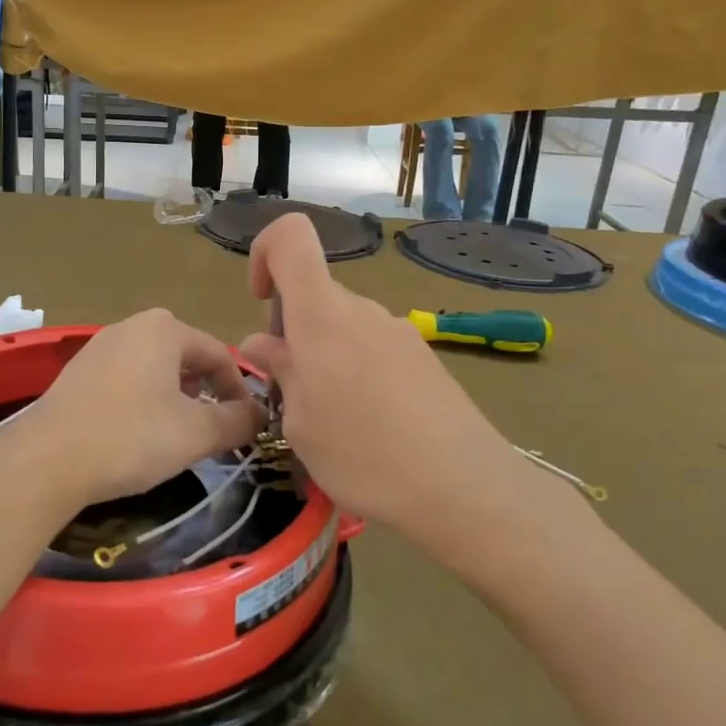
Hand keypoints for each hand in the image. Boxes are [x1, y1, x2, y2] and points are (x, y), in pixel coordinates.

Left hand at [22, 310, 263, 513]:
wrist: (47, 460)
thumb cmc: (131, 438)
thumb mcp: (196, 433)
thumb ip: (237, 420)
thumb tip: (261, 415)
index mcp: (164, 328)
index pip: (219, 353)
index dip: (239, 390)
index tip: (247, 424)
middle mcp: (131, 326)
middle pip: (185, 357)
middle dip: (206, 392)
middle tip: (214, 430)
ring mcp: (99, 346)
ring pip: (154, 368)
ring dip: (175, 397)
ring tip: (178, 434)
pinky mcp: (77, 372)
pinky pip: (126, 379)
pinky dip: (143, 400)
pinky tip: (138, 433)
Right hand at [237, 214, 552, 543]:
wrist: (464, 488)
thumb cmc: (363, 454)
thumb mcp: (300, 422)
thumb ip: (280, 372)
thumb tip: (264, 343)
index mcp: (322, 315)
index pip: (291, 237)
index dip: (265, 254)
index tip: (261, 304)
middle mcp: (361, 309)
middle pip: (314, 294)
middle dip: (291, 331)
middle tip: (292, 392)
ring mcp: (397, 330)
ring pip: (342, 325)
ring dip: (323, 356)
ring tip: (331, 418)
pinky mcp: (422, 357)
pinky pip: (371, 346)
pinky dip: (355, 370)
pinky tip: (369, 424)